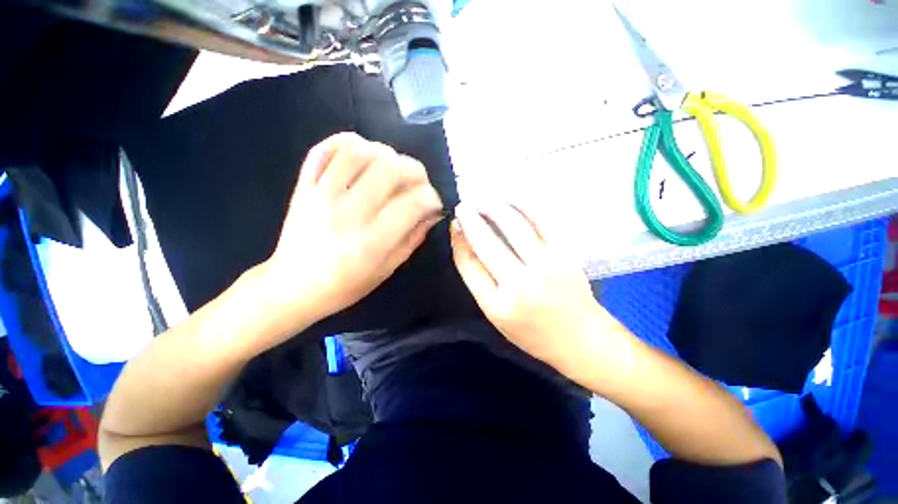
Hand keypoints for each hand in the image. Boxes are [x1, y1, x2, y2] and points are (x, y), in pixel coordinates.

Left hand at [260, 133, 443, 336]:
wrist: (293, 285)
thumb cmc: (346, 285)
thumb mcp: (388, 268)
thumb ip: (413, 238)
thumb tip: (433, 212)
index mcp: (372, 241)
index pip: (413, 202)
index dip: (432, 197)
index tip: (433, 203)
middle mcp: (348, 213)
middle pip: (390, 169)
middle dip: (415, 170)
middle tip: (419, 182)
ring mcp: (322, 194)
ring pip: (359, 151)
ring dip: (385, 154)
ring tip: (392, 169)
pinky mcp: (304, 185)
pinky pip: (326, 149)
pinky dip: (349, 143)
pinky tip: (363, 156)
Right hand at [450, 202, 617, 368]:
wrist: (580, 337)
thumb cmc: (532, 331)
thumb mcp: (496, 314)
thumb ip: (478, 279)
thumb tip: (466, 241)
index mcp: (498, 304)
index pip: (469, 264)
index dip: (458, 240)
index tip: (455, 224)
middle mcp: (520, 284)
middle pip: (487, 242)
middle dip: (471, 219)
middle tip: (463, 206)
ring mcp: (546, 266)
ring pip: (514, 225)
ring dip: (494, 208)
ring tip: (484, 200)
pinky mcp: (566, 253)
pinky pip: (542, 220)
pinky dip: (524, 206)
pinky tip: (512, 200)